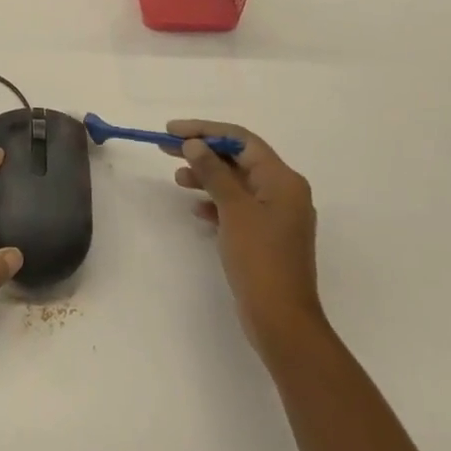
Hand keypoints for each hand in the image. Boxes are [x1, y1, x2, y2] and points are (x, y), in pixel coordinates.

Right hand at [167, 121, 325, 357]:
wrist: (281, 320)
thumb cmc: (260, 259)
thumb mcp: (233, 210)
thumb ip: (213, 173)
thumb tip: (194, 144)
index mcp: (283, 179)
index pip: (241, 140)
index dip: (205, 131)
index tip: (172, 131)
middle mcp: (283, 191)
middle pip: (238, 159)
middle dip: (203, 152)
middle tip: (166, 147)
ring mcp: (276, 215)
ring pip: (236, 183)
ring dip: (207, 176)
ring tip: (177, 178)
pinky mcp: (265, 236)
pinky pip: (238, 206)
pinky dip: (216, 202)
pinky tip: (196, 208)